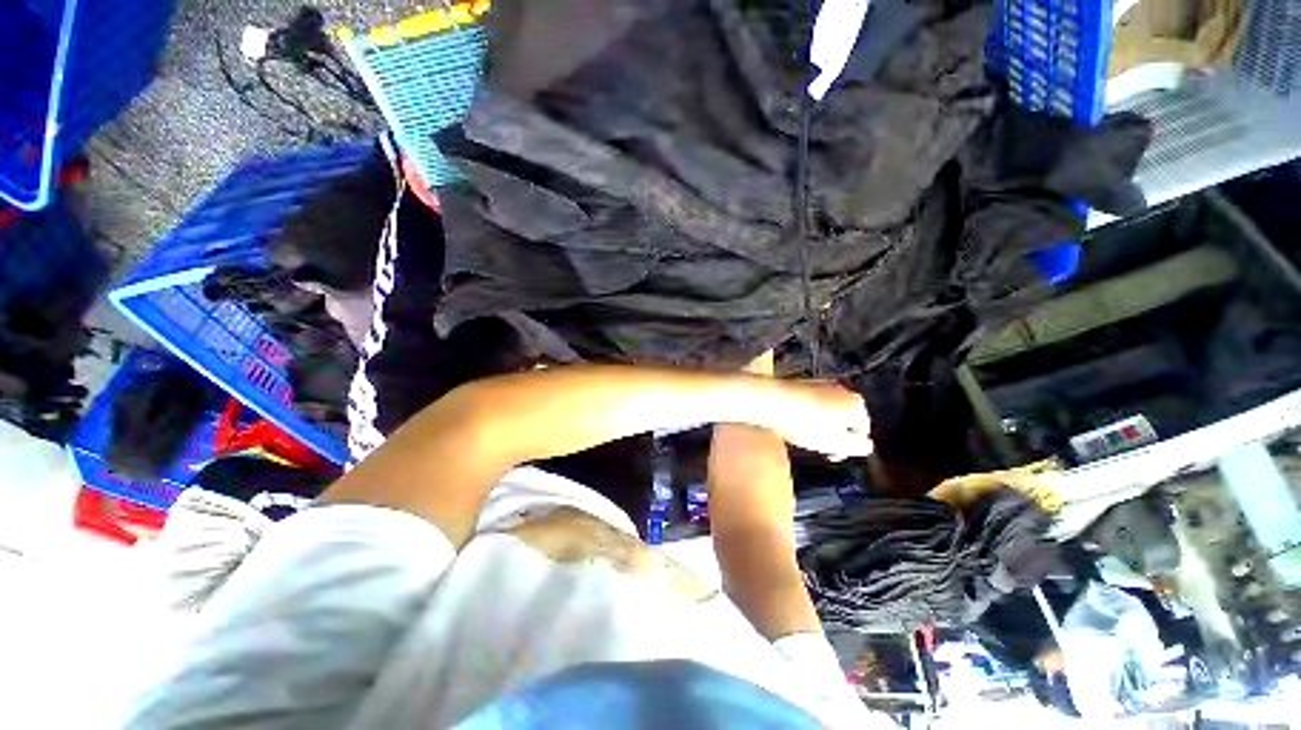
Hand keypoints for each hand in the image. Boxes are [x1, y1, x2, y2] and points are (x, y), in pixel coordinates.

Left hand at [764, 380, 872, 460]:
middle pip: (845, 419)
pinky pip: (812, 403)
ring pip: (828, 410)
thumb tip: (867, 445)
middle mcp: (843, 389)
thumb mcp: (836, 443)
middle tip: (817, 446)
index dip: (848, 447)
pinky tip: (794, 421)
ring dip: (820, 425)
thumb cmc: (804, 424)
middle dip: (835, 435)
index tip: (830, 456)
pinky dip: (807, 413)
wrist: (769, 399)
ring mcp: (822, 383)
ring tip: (803, 434)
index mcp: (857, 404)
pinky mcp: (803, 382)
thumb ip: (858, 447)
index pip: (863, 432)